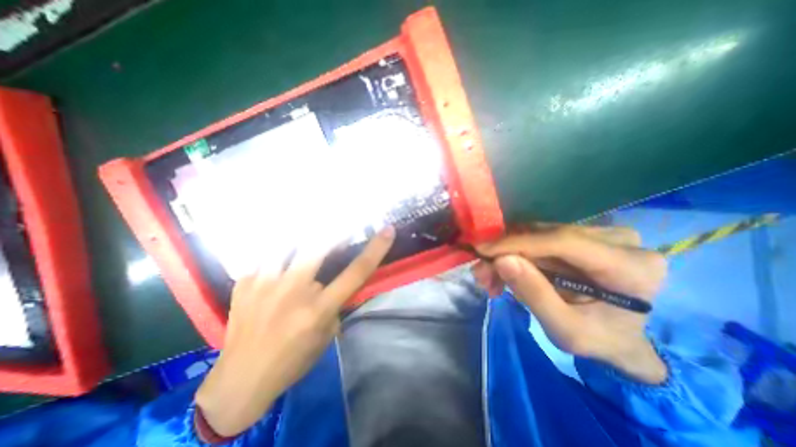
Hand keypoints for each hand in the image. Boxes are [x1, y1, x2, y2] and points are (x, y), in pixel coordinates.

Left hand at [192, 226, 391, 436]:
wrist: (239, 380)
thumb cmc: (292, 361)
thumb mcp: (325, 336)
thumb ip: (334, 305)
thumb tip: (333, 282)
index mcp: (318, 309)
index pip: (356, 272)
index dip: (375, 249)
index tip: (388, 230)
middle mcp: (293, 291)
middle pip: (319, 247)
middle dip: (337, 230)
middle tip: (345, 220)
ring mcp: (265, 284)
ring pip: (288, 242)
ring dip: (304, 233)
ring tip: (312, 226)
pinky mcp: (245, 283)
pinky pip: (265, 253)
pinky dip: (279, 246)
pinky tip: (282, 245)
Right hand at [474, 224, 666, 384]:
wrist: (620, 337)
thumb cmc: (599, 340)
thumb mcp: (566, 330)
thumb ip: (535, 295)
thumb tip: (501, 260)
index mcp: (631, 267)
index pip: (564, 241)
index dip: (518, 243)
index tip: (481, 251)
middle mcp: (618, 239)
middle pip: (545, 236)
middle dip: (506, 253)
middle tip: (481, 273)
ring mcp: (599, 233)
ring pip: (536, 234)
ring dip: (507, 254)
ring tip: (490, 278)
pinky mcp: (580, 234)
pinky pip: (538, 237)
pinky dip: (516, 253)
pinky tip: (505, 271)